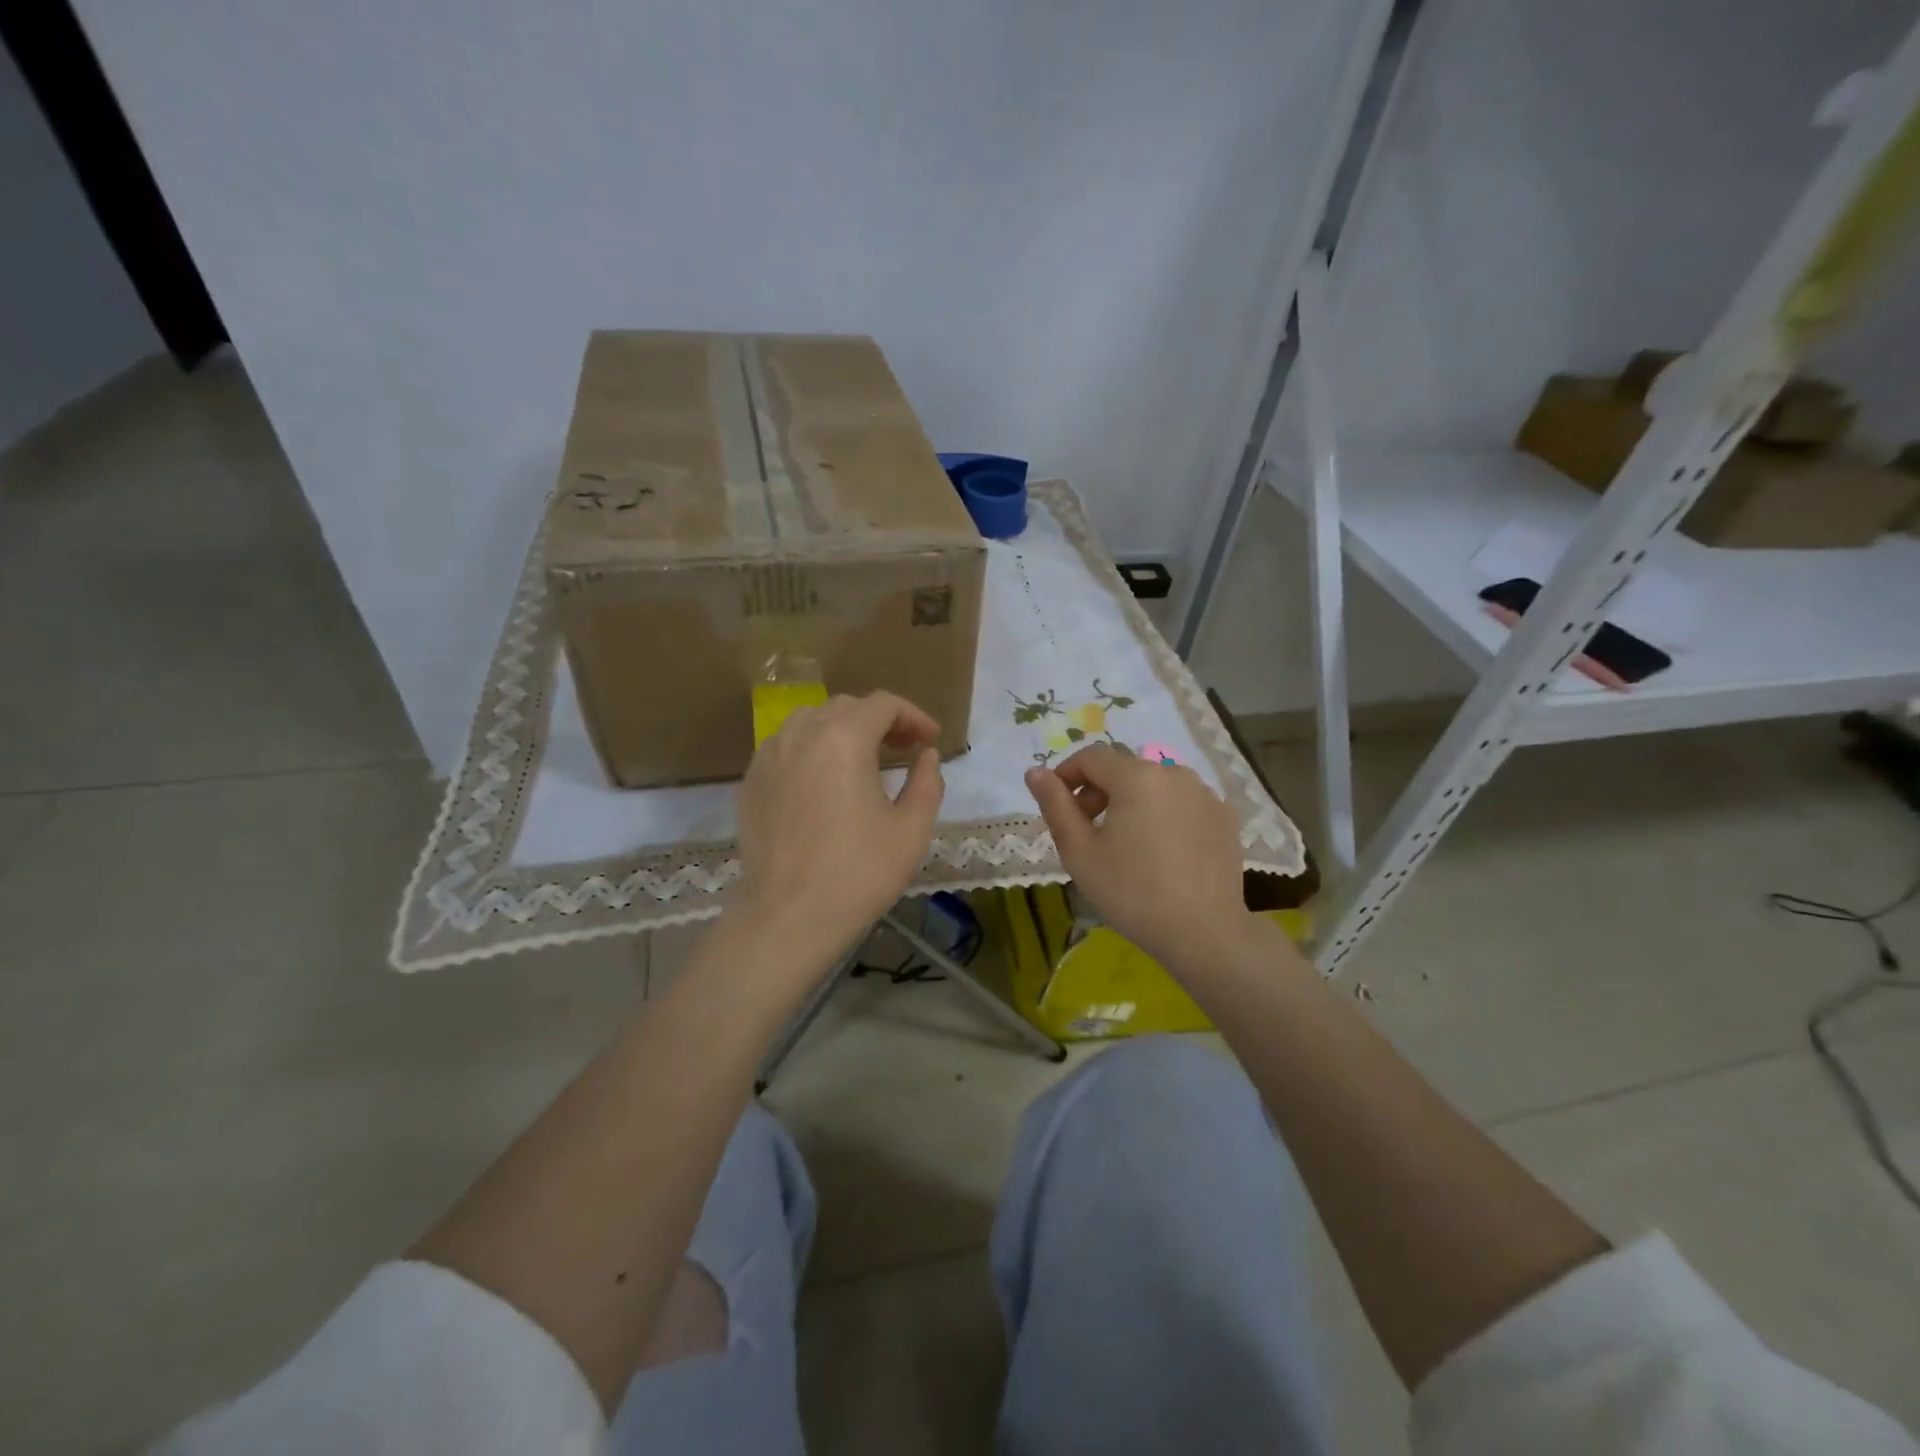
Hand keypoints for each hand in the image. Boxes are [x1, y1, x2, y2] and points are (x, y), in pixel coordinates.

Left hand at [735, 692, 944, 964]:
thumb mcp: (912, 830)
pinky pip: (786, 746)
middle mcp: (801, 735)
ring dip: (844, 730)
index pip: (883, 704)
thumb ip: (927, 782)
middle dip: (880, 720)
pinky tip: (825, 780)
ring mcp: (769, 756)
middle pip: (846, 707)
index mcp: (843, 739)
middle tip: (904, 749)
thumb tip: (926, 756)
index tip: (931, 740)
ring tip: (864, 760)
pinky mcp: (751, 781)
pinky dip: (812, 749)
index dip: (913, 715)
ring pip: (811, 721)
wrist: (788, 917)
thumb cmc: (858, 873)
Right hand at [1025, 744, 1248, 967]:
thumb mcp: (1080, 851)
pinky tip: (1161, 852)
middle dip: (1098, 791)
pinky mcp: (1224, 816)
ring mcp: (1204, 793)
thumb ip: (1055, 805)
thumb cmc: (1132, 892)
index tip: (1057, 806)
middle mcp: (1174, 773)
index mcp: (1136, 776)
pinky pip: (1182, 802)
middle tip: (1086, 831)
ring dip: (1131, 802)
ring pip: (1154, 785)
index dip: (1067, 775)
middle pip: (1124, 769)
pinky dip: (1163, 814)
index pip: (1091, 757)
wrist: (1204, 933)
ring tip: (1125, 843)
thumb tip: (1034, 772)